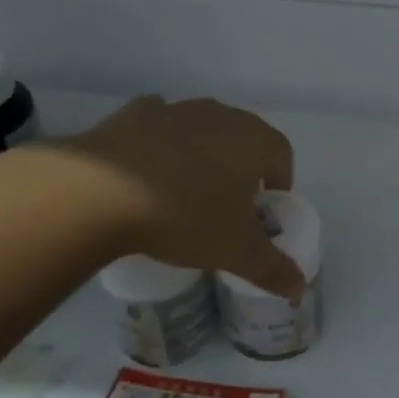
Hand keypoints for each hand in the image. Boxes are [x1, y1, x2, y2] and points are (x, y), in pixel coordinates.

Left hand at [63, 96, 304, 297]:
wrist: (100, 191)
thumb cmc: (186, 216)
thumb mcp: (235, 251)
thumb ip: (272, 268)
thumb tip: (298, 287)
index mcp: (254, 140)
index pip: (282, 154)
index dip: (279, 181)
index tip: (263, 209)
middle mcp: (220, 115)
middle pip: (243, 138)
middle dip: (242, 167)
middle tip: (227, 204)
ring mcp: (175, 110)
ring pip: (201, 129)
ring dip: (201, 153)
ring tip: (184, 191)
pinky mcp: (133, 114)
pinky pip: (158, 126)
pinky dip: (160, 144)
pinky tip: (146, 171)